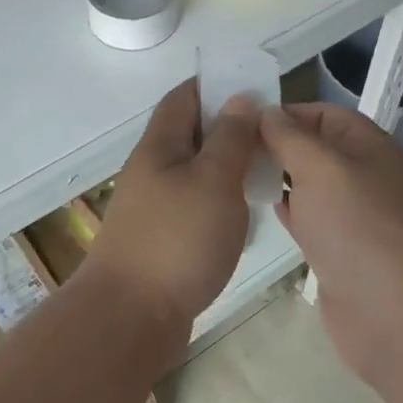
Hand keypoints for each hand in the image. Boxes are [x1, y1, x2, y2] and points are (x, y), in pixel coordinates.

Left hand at [89, 80, 261, 335]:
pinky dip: (220, 198)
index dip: (215, 84)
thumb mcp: (213, 180)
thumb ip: (230, 138)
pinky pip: (195, 203)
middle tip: (271, 132)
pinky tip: (244, 212)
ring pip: (195, 170)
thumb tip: (240, 99)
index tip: (253, 86)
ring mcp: (154, 206)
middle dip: (228, 126)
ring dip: (226, 164)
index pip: (184, 97)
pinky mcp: (162, 238)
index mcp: (159, 146)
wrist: (131, 317)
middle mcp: (152, 169)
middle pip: (190, 133)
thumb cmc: (177, 240)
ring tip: (266, 168)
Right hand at [260, 103, 402, 380]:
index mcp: (369, 146)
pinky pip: (310, 221)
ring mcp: (355, 217)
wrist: (398, 315)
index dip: (284, 113)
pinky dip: (288, 212)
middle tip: (229, 149)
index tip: (240, 121)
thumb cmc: (359, 227)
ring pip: (310, 186)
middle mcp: (364, 176)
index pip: (323, 114)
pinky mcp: (342, 253)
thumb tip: (266, 112)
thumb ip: (289, 136)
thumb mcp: (319, 166)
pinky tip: (261, 210)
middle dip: (276, 145)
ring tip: (236, 175)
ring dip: (279, 179)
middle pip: (315, 149)